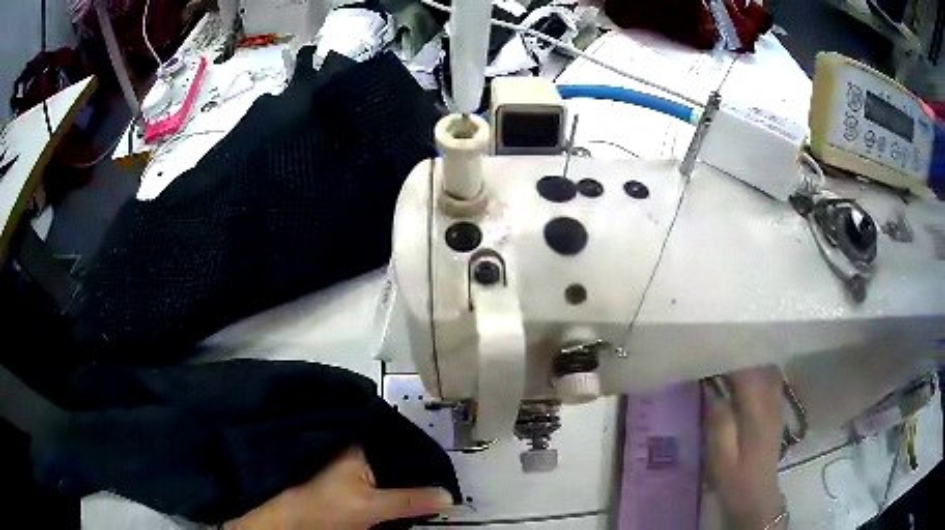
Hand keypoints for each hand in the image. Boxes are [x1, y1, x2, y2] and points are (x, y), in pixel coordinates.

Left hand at [227, 446, 453, 529]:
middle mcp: (354, 447)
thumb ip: (410, 500)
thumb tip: (450, 496)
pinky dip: (398, 485)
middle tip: (446, 473)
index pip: (396, 435)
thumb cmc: (325, 506)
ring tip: (437, 480)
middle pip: (395, 452)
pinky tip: (414, 491)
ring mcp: (352, 464)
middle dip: (418, 464)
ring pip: (389, 466)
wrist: (295, 522)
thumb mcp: (371, 505)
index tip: (445, 457)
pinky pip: (383, 479)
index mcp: (357, 443)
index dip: (421, 446)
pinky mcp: (351, 481)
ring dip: (409, 475)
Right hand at [704, 366, 784, 529]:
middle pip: (759, 363)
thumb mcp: (721, 458)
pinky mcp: (776, 410)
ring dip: (749, 361)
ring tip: (726, 361)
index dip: (728, 356)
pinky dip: (756, 370)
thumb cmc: (736, 480)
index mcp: (757, 412)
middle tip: (714, 353)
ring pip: (767, 368)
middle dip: (738, 353)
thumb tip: (713, 393)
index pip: (747, 370)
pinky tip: (743, 377)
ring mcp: (776, 404)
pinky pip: (769, 379)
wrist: (757, 497)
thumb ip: (719, 424)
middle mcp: (771, 401)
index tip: (708, 350)